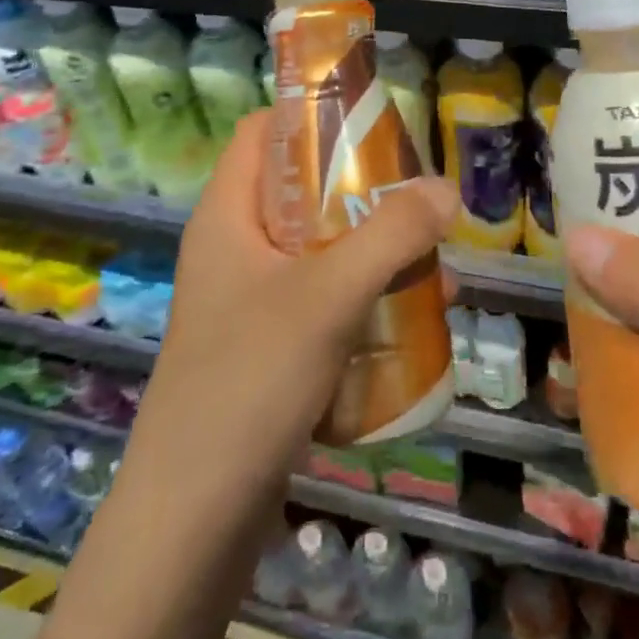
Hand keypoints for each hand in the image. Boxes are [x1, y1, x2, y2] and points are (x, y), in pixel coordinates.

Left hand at [124, 111, 460, 533]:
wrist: (192, 520)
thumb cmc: (249, 382)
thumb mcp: (327, 296)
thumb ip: (390, 236)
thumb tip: (446, 188)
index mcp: (226, 214)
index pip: (262, 132)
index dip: (312, 118)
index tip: (374, 127)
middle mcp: (232, 248)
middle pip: (298, 190)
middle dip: (361, 192)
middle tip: (418, 199)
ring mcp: (246, 301)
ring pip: (315, 250)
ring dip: (369, 251)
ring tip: (429, 262)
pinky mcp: (264, 349)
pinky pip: (318, 302)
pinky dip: (359, 299)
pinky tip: (407, 320)